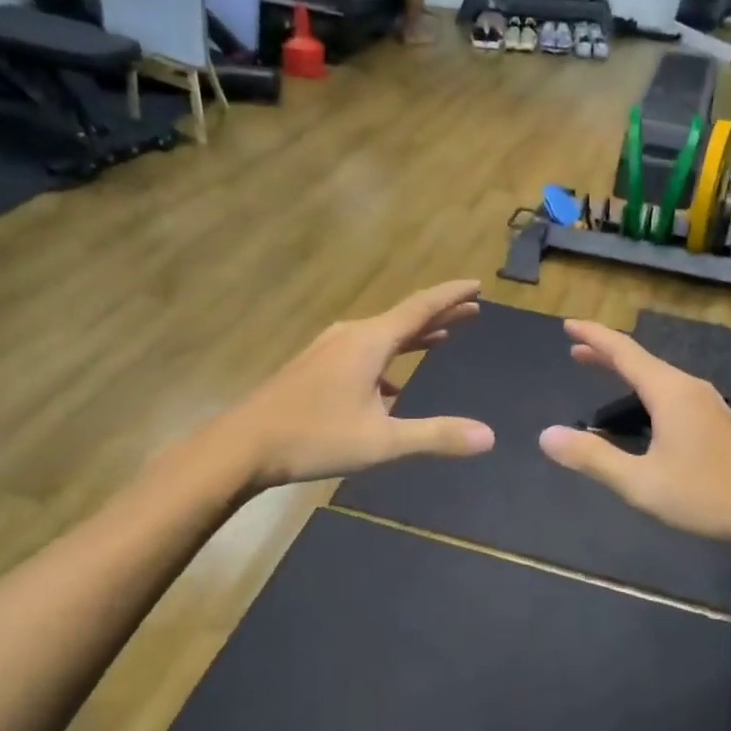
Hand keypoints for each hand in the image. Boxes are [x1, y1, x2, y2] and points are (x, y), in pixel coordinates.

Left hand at [228, 281, 494, 487]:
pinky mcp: (314, 367)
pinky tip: (392, 386)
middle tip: (472, 309)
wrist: (241, 446)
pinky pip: (363, 353)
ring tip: (440, 337)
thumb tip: (489, 437)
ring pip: (382, 335)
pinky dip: (388, 359)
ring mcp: (328, 350)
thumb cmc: (314, 437)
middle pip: (403, 318)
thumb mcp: (382, 442)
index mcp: (370, 342)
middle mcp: (351, 337)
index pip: (420, 308)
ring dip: (413, 336)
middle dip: (439, 314)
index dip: (451, 296)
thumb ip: (436, 436)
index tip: (477, 284)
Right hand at [538, 320, 730, 543]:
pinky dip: (646, 388)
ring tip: (602, 371)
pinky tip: (644, 408)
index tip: (568, 324)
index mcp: (670, 393)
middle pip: (642, 361)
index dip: (594, 337)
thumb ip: (592, 457)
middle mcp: (690, 389)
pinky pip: (673, 392)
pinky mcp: (718, 423)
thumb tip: (546, 435)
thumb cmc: (704, 496)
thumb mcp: (639, 482)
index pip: (625, 353)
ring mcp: (709, 404)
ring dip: (627, 372)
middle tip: (575, 349)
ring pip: (659, 377)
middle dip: (606, 353)